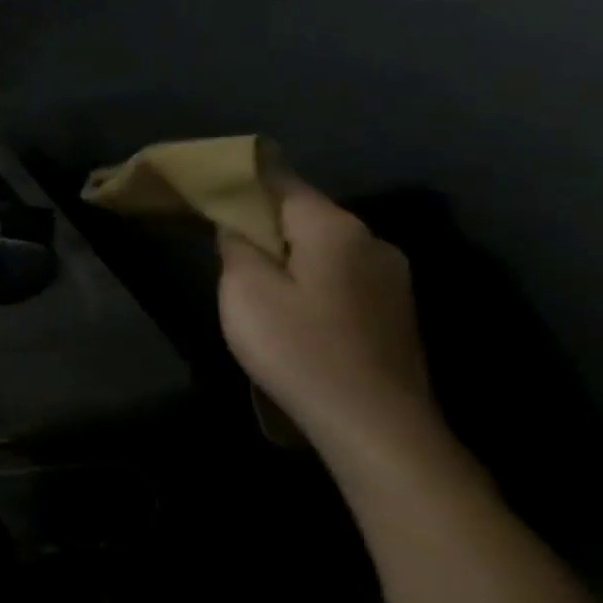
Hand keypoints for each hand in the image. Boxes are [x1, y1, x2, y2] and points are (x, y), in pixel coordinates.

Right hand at [219, 178, 439, 451]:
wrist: (375, 423)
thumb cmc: (298, 347)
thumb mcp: (245, 290)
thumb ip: (237, 246)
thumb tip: (238, 224)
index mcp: (335, 228)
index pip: (282, 182)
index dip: (242, 178)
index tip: (208, 182)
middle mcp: (372, 241)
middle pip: (305, 214)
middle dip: (263, 220)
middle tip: (220, 236)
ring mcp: (391, 278)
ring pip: (323, 246)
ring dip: (286, 252)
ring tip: (250, 275)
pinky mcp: (394, 311)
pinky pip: (340, 274)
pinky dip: (308, 276)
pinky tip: (289, 305)